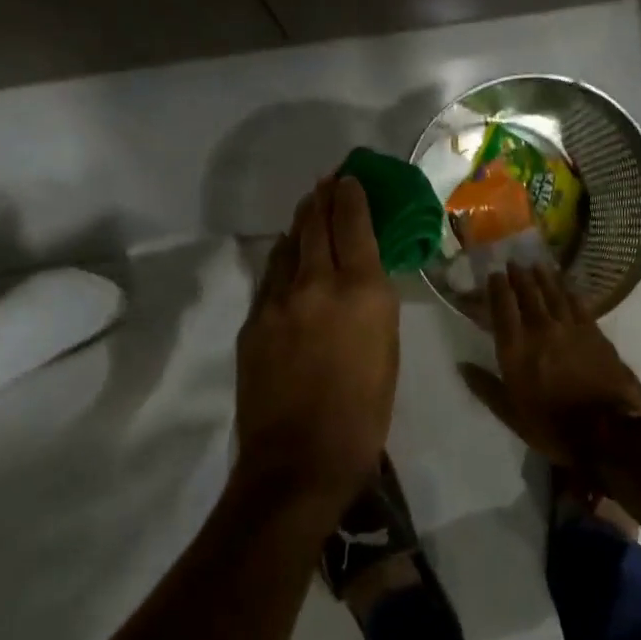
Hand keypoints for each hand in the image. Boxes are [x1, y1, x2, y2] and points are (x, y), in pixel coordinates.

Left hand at [235, 177, 399, 519]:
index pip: (353, 224)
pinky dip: (283, 258)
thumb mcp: (387, 351)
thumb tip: (362, 276)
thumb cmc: (364, 414)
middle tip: (327, 181)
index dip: (350, 195)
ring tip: (308, 209)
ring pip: (287, 245)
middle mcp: (317, 283)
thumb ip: (373, 304)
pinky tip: (287, 257)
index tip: (350, 178)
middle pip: (315, 224)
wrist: (299, 461)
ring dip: (300, 223)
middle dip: (322, 197)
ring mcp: (278, 300)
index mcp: (361, 291)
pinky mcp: (253, 321)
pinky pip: (270, 276)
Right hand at [467, 264, 640, 469]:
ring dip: (544, 277)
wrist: (607, 431)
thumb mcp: (511, 414)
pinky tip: (566, 284)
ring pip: (554, 293)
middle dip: (519, 276)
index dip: (497, 288)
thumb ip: (486, 387)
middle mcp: (541, 330)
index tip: (494, 274)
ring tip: (537, 265)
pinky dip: (569, 290)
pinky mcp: (594, 332)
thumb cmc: (552, 426)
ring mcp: (570, 328)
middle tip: (514, 263)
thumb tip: (462, 365)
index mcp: (516, 349)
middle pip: (528, 294)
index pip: (502, 308)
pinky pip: (578, 303)